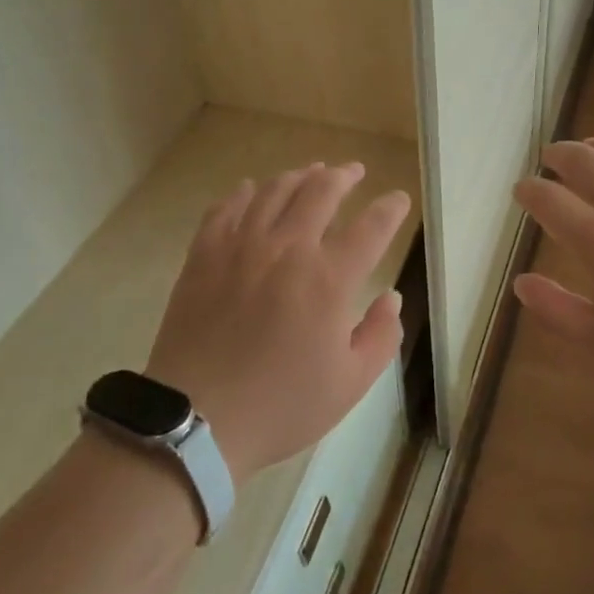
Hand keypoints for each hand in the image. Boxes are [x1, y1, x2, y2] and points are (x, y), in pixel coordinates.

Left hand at [146, 163, 411, 480]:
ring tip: (311, 172)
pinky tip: (251, 189)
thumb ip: (380, 336)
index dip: (390, 209)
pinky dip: (244, 193)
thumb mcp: (349, 384)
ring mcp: (242, 246)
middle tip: (354, 171)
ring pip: (274, 191)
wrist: (196, 421)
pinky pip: (227, 208)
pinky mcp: (204, 254)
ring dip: (298, 176)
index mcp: (329, 279)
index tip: (398, 200)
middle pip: (321, 191)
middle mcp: (288, 249)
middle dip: (344, 176)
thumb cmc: (281, 406)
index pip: (371, 227)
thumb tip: (391, 298)